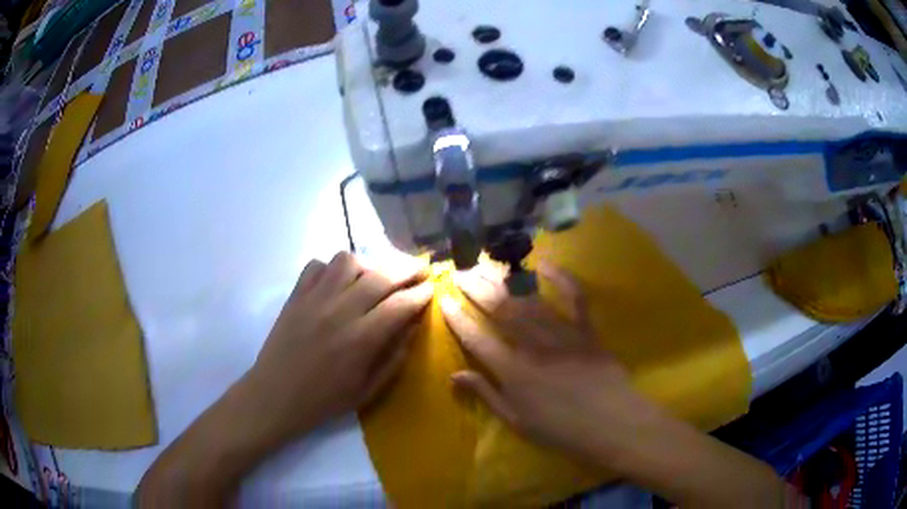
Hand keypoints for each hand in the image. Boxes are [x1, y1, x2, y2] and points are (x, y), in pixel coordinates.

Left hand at [247, 252, 432, 440]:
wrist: (276, 396)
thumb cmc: (325, 400)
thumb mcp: (368, 390)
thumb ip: (394, 357)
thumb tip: (413, 326)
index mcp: (361, 339)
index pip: (400, 304)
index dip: (421, 293)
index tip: (432, 287)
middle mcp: (339, 311)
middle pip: (380, 275)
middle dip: (406, 268)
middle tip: (419, 269)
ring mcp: (314, 299)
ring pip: (347, 260)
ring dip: (368, 264)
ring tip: (375, 276)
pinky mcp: (295, 295)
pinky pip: (316, 265)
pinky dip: (332, 268)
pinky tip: (338, 282)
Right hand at [440, 262, 662, 466]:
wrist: (611, 422)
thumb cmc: (560, 429)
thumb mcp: (517, 421)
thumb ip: (486, 394)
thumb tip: (455, 374)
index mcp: (512, 371)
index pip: (477, 338)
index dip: (458, 319)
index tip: (445, 300)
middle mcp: (532, 345)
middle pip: (500, 311)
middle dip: (476, 289)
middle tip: (460, 271)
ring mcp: (561, 333)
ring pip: (528, 300)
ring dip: (504, 280)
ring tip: (486, 264)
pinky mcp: (585, 329)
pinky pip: (573, 297)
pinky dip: (561, 278)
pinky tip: (544, 264)